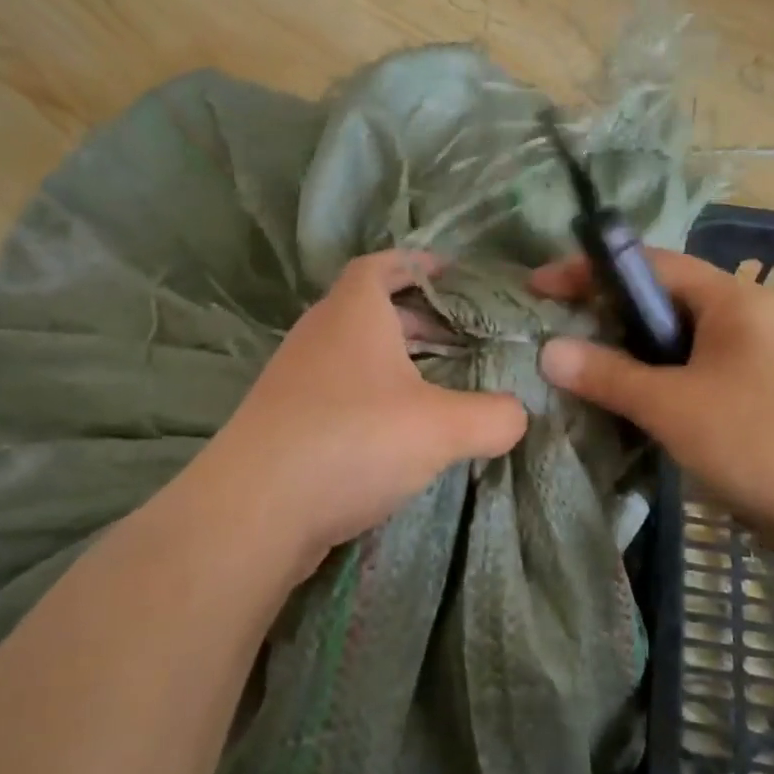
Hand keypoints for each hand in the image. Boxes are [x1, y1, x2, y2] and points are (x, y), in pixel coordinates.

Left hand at [191, 252, 527, 582]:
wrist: (254, 510)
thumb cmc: (353, 440)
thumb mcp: (442, 427)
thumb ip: (493, 417)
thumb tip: (518, 414)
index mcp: (353, 313)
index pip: (382, 266)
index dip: (417, 264)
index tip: (452, 273)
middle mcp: (319, 335)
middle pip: (370, 311)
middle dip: (417, 320)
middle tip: (461, 338)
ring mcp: (296, 380)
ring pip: (354, 356)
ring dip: (395, 364)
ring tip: (438, 387)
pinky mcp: (285, 422)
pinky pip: (339, 393)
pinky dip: (372, 399)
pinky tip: (398, 434)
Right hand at [532, 250, 773, 531]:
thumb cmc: (757, 438)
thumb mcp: (671, 403)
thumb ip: (607, 374)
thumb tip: (548, 351)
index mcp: (730, 299)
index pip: (649, 265)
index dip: (589, 271)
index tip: (538, 286)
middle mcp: (745, 318)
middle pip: (662, 301)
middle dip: (607, 314)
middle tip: (555, 331)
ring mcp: (754, 359)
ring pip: (675, 344)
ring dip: (629, 354)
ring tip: (581, 370)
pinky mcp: (756, 397)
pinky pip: (692, 375)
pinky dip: (656, 383)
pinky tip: (629, 406)